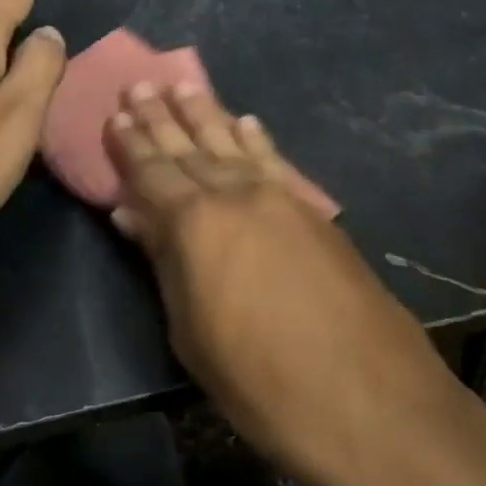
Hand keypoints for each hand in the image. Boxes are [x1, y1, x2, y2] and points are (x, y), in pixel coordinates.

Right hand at [105, 81, 459, 485]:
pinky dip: (256, 138)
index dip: (131, 145)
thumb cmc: (261, 382)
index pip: (152, 173)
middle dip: (161, 115)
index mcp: (194, 224)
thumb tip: (132, 214)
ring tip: (184, 84)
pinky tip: (247, 121)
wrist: (370, 401)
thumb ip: (164, 262)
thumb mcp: (192, 334)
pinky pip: (275, 161)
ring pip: (233, 142)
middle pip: (189, 147)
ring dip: (206, 113)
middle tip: (141, 84)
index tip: (116, 114)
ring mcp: (279, 198)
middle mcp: (235, 195)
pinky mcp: (314, 211)